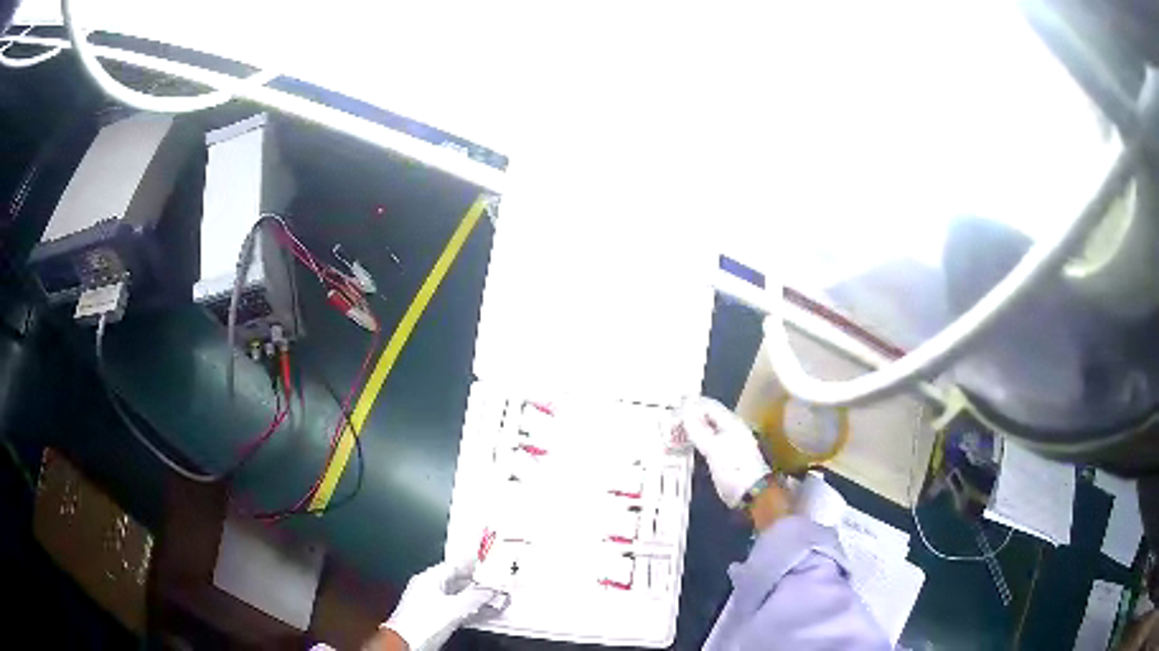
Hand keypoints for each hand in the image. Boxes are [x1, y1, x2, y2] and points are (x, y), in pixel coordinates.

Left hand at [382, 560, 499, 650]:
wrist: (405, 642)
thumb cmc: (421, 623)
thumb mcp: (454, 608)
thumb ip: (474, 596)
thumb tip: (490, 589)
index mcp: (429, 578)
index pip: (455, 564)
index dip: (473, 564)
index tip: (490, 564)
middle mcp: (427, 586)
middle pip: (456, 580)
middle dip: (477, 583)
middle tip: (495, 583)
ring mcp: (428, 601)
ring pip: (456, 595)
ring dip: (474, 597)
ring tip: (493, 599)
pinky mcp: (432, 615)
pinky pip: (454, 607)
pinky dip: (468, 608)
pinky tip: (480, 613)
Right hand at [672, 397, 770, 508]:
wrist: (750, 493)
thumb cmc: (734, 468)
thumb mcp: (714, 448)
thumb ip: (699, 429)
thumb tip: (686, 410)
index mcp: (731, 423)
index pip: (708, 406)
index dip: (691, 405)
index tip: (671, 409)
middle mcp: (730, 429)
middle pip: (707, 417)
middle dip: (689, 417)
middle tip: (668, 421)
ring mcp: (727, 443)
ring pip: (705, 430)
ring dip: (690, 430)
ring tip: (671, 432)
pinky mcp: (722, 457)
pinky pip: (706, 443)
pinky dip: (694, 442)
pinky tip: (683, 446)